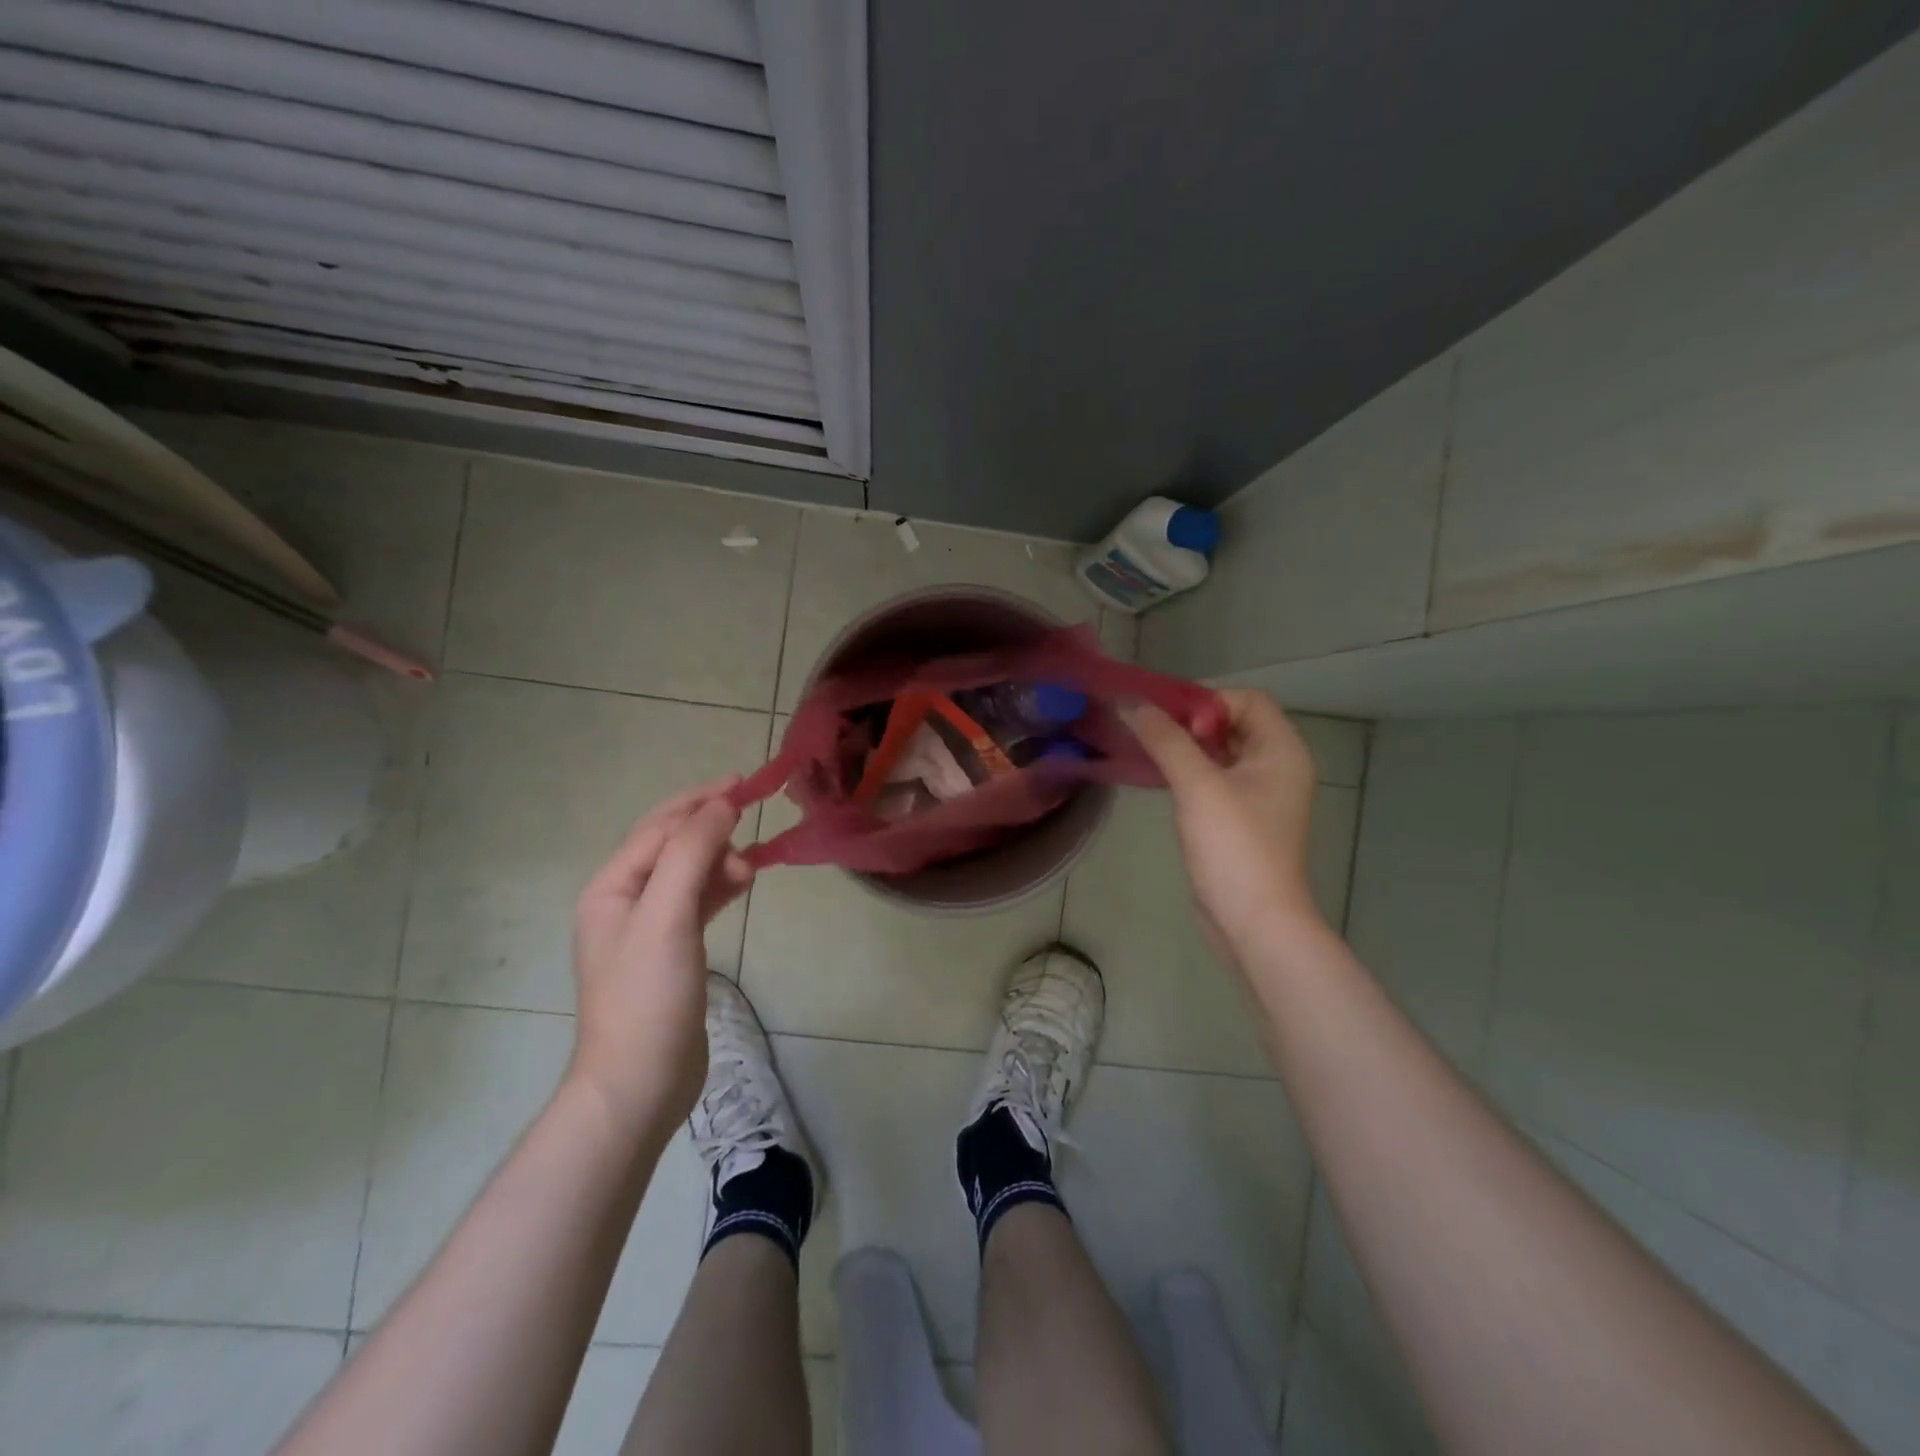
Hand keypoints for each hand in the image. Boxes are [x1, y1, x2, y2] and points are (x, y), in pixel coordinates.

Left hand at [568, 779, 754, 1130]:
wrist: (639, 1083)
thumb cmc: (648, 995)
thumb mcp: (667, 915)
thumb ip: (691, 854)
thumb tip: (720, 806)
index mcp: (611, 886)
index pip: (659, 826)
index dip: (700, 802)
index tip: (744, 786)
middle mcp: (624, 900)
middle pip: (671, 845)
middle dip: (710, 829)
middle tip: (752, 827)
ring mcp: (646, 928)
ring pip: (687, 873)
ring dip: (718, 859)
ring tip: (751, 867)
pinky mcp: (670, 952)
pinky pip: (696, 901)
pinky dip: (719, 887)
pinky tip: (742, 884)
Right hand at [1128, 689, 1320, 958]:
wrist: (1253, 921)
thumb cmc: (1234, 846)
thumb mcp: (1197, 786)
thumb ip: (1167, 741)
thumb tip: (1137, 707)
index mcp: (1282, 751)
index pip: (1248, 700)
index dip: (1208, 701)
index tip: (1169, 719)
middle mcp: (1278, 767)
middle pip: (1235, 724)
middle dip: (1193, 723)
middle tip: (1152, 733)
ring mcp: (1262, 796)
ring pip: (1223, 754)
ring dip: (1189, 749)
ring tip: (1150, 753)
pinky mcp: (1243, 820)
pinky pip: (1217, 781)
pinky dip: (1192, 773)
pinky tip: (1163, 781)